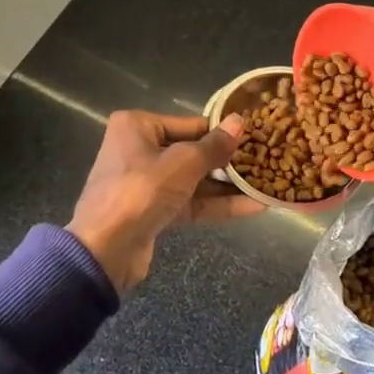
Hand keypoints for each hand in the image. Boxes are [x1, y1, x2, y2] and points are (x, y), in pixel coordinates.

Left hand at [67, 110, 261, 292]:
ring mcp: (147, 182)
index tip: (258, 137)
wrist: (104, 251)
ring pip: (195, 179)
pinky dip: (217, 205)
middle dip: (228, 161)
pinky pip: (191, 202)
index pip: (191, 124)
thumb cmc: (140, 192)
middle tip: (269, 160)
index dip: (223, 133)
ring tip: (267, 183)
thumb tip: (239, 122)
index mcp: (138, 126)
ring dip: (228, 186)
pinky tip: (254, 206)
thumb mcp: (183, 164)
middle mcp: (140, 148)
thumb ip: (214, 146)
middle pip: (193, 151)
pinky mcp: (155, 211)